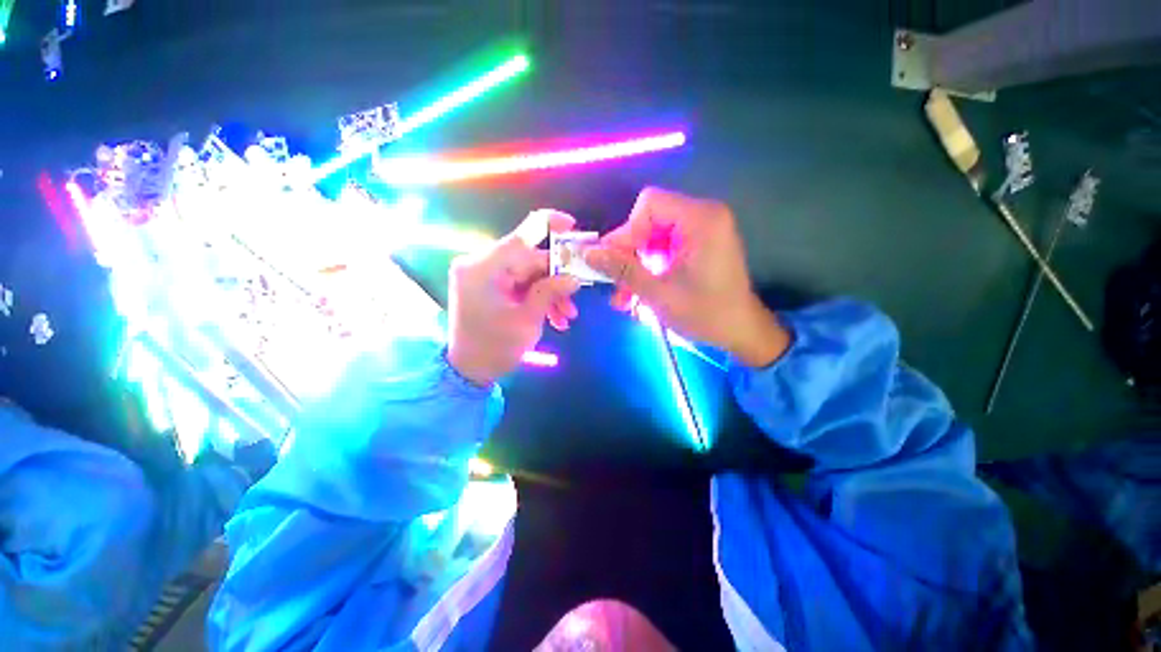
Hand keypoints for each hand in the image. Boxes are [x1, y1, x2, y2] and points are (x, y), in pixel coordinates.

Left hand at [448, 210, 580, 385]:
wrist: (469, 371)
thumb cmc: (494, 349)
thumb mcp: (527, 322)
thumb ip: (549, 293)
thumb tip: (574, 277)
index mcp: (482, 270)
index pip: (519, 238)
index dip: (547, 226)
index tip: (572, 225)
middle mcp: (480, 265)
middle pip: (528, 260)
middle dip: (556, 279)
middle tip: (577, 296)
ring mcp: (484, 276)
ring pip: (529, 274)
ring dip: (550, 292)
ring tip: (567, 316)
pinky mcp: (490, 285)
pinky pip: (521, 284)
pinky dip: (538, 297)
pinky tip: (556, 318)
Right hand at [584, 187, 789, 367]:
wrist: (740, 333)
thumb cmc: (705, 314)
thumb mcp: (658, 293)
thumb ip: (622, 269)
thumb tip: (588, 253)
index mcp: (701, 219)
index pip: (649, 205)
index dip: (626, 232)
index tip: (612, 262)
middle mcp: (703, 216)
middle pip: (649, 220)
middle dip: (628, 253)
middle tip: (616, 283)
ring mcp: (701, 231)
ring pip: (652, 237)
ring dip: (635, 265)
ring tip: (624, 297)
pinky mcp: (697, 246)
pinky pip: (662, 249)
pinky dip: (648, 269)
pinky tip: (638, 293)